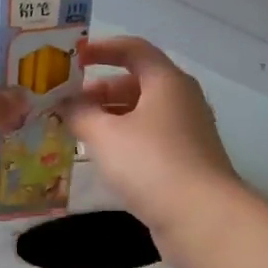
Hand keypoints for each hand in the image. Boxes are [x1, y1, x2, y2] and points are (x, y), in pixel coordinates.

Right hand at [61, 36, 241, 252]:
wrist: (202, 218)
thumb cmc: (151, 163)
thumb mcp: (105, 135)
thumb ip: (80, 114)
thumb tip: (65, 104)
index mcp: (167, 81)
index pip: (133, 49)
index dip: (101, 49)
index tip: (71, 58)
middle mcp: (181, 100)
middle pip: (136, 82)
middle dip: (99, 91)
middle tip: (66, 105)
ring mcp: (187, 131)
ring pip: (141, 113)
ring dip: (109, 117)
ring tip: (77, 132)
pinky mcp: (186, 160)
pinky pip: (149, 137)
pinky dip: (124, 139)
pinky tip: (102, 157)